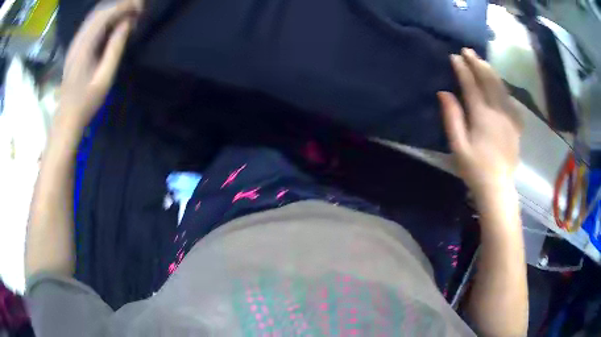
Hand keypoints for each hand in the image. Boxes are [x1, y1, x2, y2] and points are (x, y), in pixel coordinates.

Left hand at [59, 0, 141, 127]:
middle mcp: (78, 39)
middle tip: (137, 10)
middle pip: (100, 11)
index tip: (140, 7)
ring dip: (113, 10)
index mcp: (84, 47)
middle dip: (120, 5)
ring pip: (95, 15)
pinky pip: (92, 23)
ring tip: (129, 15)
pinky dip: (105, 18)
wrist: (66, 116)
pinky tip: (115, 23)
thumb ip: (115, 48)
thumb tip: (127, 23)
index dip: (124, 6)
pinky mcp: (76, 45)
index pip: (105, 15)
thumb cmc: (86, 101)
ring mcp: (75, 42)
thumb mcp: (105, 78)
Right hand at [438, 48, 521, 197]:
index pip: (471, 85)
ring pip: (501, 87)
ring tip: (482, 60)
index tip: (454, 57)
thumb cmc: (475, 168)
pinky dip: (504, 87)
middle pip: (488, 81)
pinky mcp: (516, 125)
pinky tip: (499, 83)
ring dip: (490, 71)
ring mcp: (509, 117)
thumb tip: (444, 92)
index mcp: (482, 116)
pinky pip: (511, 100)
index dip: (462, 69)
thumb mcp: (458, 146)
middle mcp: (498, 112)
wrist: (498, 186)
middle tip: (468, 51)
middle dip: (477, 63)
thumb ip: (452, 118)